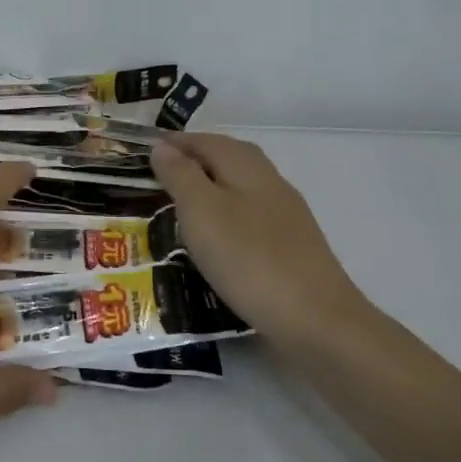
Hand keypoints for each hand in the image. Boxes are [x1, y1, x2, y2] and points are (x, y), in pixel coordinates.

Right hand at [150, 133, 367, 349]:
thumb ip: (181, 175)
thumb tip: (162, 146)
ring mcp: (286, 215)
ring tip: (182, 207)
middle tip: (161, 175)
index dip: (175, 143)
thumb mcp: (201, 211)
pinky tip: (217, 240)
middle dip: (195, 160)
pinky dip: (227, 216)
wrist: (317, 321)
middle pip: (228, 158)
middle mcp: (270, 181)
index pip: (206, 140)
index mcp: (247, 166)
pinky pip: (250, 216)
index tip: (144, 152)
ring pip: (241, 187)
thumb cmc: (249, 259)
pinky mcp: (292, 246)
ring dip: (211, 188)